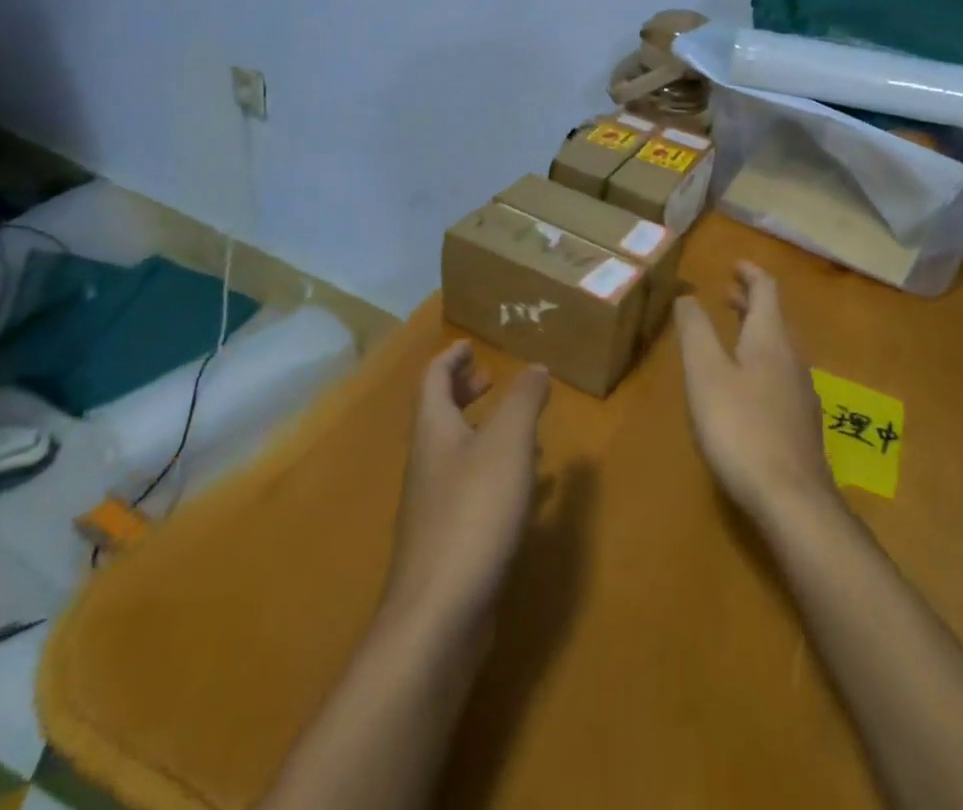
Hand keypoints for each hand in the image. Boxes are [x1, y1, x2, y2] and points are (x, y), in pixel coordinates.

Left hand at [382, 342, 549, 630]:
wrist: (438, 617)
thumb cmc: (472, 514)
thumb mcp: (507, 445)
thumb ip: (523, 401)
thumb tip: (535, 366)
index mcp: (433, 430)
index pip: (433, 379)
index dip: (451, 358)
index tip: (470, 344)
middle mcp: (427, 462)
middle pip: (439, 414)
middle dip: (463, 391)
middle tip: (491, 379)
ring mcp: (434, 505)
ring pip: (456, 452)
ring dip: (482, 431)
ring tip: (520, 428)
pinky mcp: (449, 541)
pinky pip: (471, 488)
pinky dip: (494, 472)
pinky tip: (526, 489)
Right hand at [676, 262, 837, 525]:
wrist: (792, 500)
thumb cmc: (741, 427)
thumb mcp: (706, 374)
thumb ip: (696, 331)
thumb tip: (687, 295)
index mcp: (770, 339)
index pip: (766, 290)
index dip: (750, 273)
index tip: (734, 264)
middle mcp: (792, 359)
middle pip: (774, 318)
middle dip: (750, 302)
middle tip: (726, 293)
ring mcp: (801, 393)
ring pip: (778, 348)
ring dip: (755, 331)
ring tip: (731, 333)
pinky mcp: (800, 423)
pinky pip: (780, 374)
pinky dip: (760, 360)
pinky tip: (744, 385)